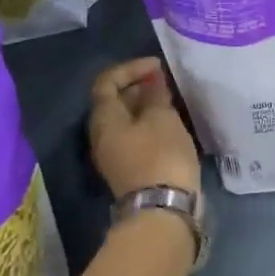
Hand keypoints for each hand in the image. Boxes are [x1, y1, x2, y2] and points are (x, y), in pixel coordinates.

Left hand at [88, 57, 201, 200]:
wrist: (163, 209)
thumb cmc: (160, 155)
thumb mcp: (162, 118)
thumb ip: (155, 95)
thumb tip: (151, 82)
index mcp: (103, 119)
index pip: (106, 82)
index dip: (130, 68)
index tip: (157, 66)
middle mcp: (102, 136)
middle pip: (114, 102)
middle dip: (139, 87)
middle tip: (166, 83)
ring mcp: (115, 155)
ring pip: (127, 121)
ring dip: (146, 107)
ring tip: (172, 102)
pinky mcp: (130, 169)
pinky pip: (137, 137)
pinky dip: (151, 125)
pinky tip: (172, 125)